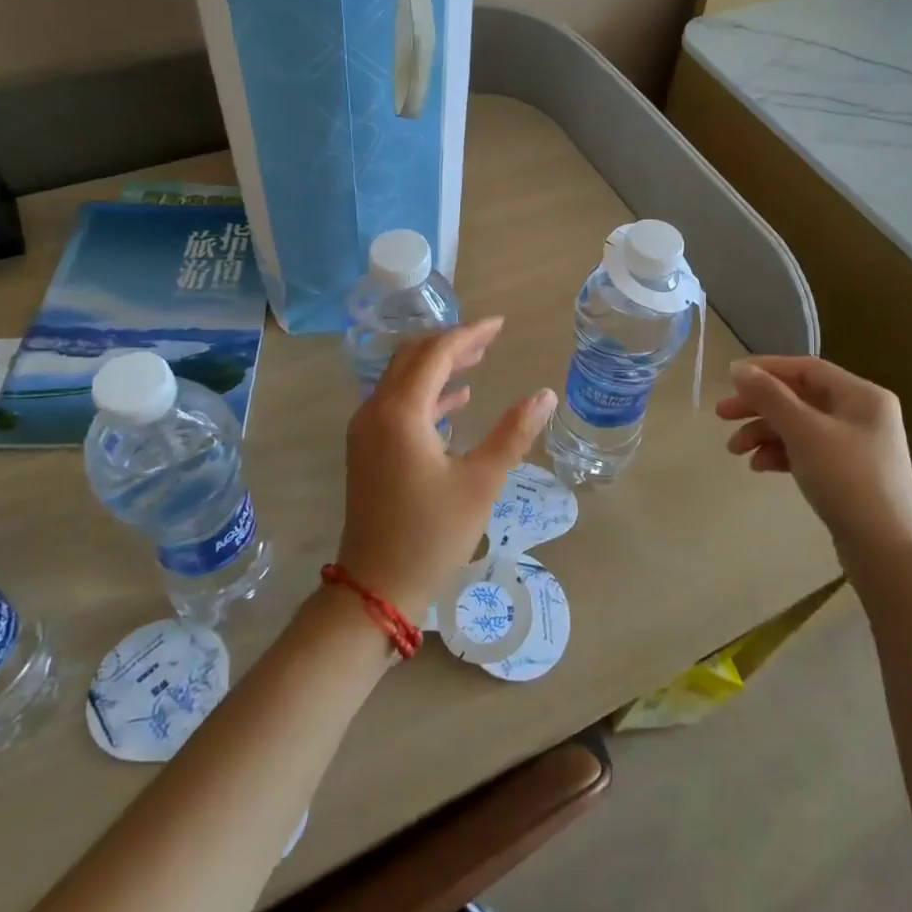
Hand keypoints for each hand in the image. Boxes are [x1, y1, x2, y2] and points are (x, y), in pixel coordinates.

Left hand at [339, 317, 557, 621]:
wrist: (376, 587)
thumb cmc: (431, 534)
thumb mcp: (481, 482)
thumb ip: (513, 433)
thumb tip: (546, 395)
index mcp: (400, 412)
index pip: (435, 354)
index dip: (469, 334)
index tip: (500, 325)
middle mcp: (375, 411)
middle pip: (413, 358)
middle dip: (452, 344)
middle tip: (490, 339)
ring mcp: (366, 431)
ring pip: (402, 379)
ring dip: (438, 366)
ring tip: (478, 360)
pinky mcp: (367, 450)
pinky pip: (397, 404)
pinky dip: (427, 394)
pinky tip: (457, 400)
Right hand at [717, 356, 911, 571]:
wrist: (885, 550)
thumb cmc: (847, 479)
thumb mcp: (804, 432)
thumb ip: (770, 397)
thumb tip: (738, 369)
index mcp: (862, 395)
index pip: (806, 368)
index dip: (766, 369)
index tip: (729, 379)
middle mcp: (862, 414)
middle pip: (799, 398)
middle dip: (759, 406)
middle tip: (722, 415)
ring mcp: (856, 446)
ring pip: (799, 426)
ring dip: (764, 433)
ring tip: (735, 450)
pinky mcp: (847, 474)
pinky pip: (806, 451)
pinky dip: (780, 454)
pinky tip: (759, 467)